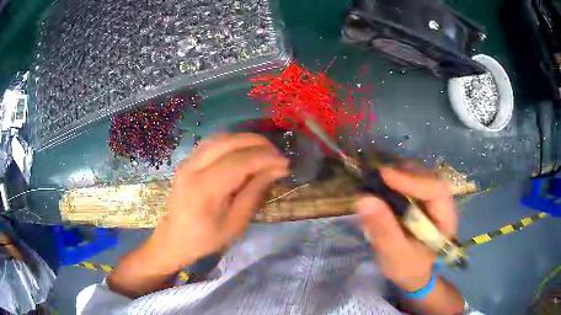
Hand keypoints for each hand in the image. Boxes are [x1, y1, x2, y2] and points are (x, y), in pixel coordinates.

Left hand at [149, 133, 288, 271]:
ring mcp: (187, 162)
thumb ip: (254, 192)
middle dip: (257, 143)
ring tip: (264, 151)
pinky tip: (243, 152)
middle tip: (277, 154)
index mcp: (204, 188)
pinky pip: (212, 143)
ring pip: (220, 138)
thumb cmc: (206, 238)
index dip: (265, 158)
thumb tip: (276, 169)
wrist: (174, 239)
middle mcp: (192, 168)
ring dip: (245, 140)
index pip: (239, 162)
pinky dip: (231, 142)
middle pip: (228, 142)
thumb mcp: (235, 222)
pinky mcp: (187, 161)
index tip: (285, 163)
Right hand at [357, 168, 456, 291]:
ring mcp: (433, 200)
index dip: (411, 180)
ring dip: (398, 175)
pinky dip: (396, 181)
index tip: (384, 176)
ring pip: (419, 176)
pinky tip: (382, 187)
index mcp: (446, 218)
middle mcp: (443, 203)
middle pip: (427, 178)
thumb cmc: (408, 268)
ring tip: (377, 180)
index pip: (435, 190)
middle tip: (376, 176)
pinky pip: (412, 183)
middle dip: (403, 174)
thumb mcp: (395, 255)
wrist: (414, 273)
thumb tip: (365, 199)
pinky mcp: (423, 200)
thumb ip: (383, 230)